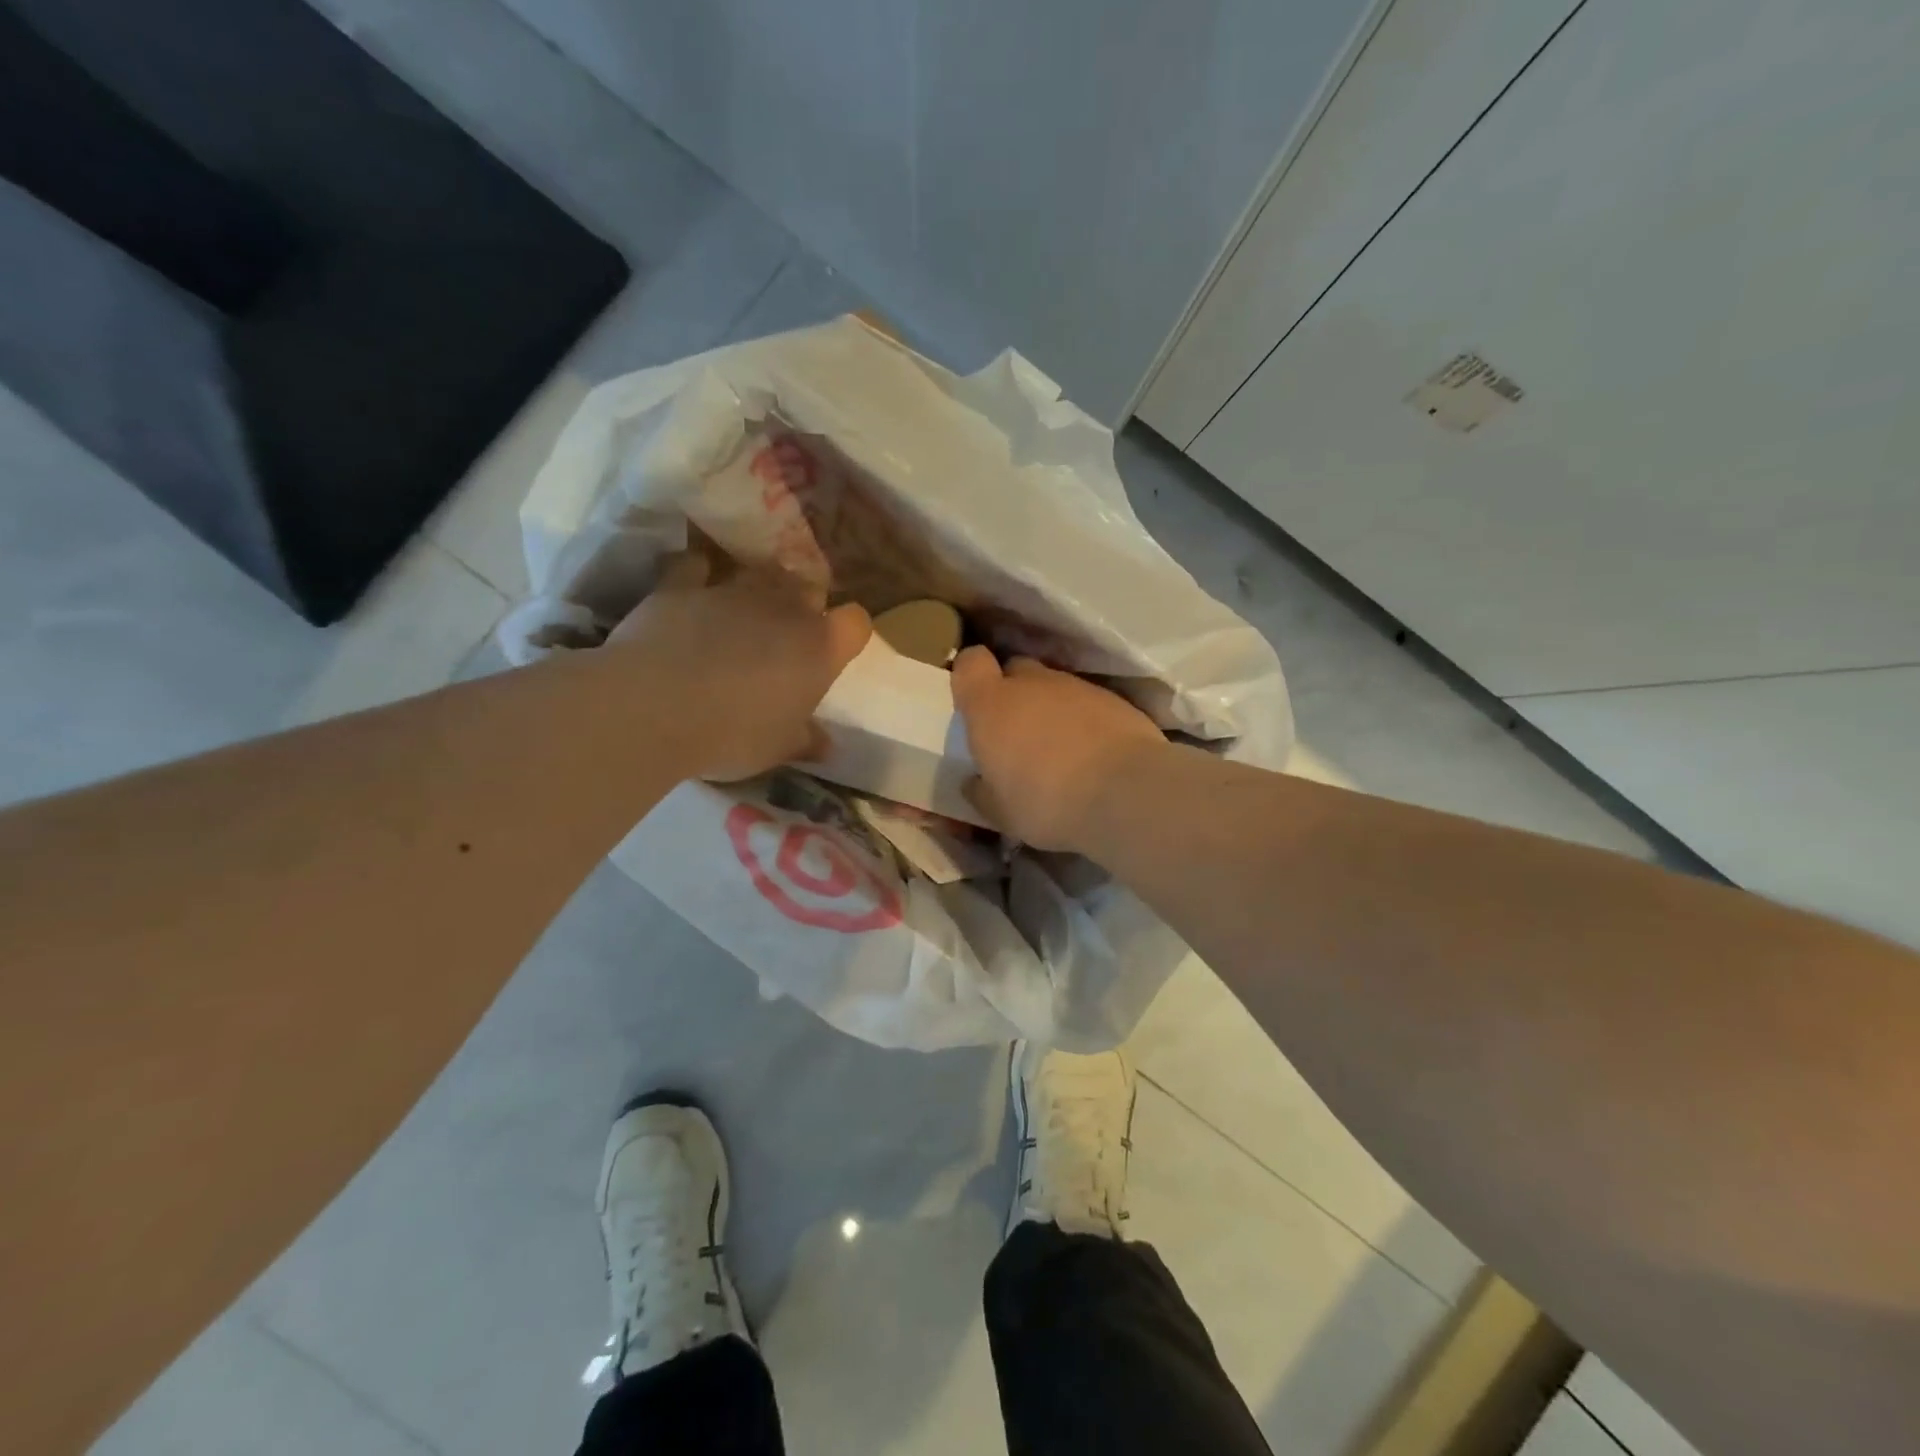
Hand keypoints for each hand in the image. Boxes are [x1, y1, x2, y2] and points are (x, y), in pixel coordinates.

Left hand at [609, 553, 870, 781]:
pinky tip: (694, 586)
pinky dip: (699, 573)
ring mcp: (734, 590)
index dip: (847, 634)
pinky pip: (697, 565)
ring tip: (743, 612)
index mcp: (819, 647)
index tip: (834, 651)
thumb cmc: (733, 734)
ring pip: (759, 572)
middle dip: (803, 604)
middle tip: (786, 635)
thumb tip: (826, 745)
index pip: (856, 623)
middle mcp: (785, 608)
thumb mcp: (779, 749)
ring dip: (758, 587)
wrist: (654, 709)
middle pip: (810, 587)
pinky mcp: (683, 584)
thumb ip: (806, 741)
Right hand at [951, 647, 1166, 851]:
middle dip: (1013, 693)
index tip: (974, 702)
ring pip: (1054, 686)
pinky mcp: (1113, 699)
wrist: (1126, 793)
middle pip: (1015, 670)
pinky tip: (1093, 753)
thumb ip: (982, 791)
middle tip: (1017, 732)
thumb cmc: (1047, 803)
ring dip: (1051, 708)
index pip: (970, 663)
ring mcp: (1076, 687)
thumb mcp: (1001, 812)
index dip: (970, 676)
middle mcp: (1031, 684)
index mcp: (991, 706)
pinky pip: (1087, 702)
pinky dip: (1085, 720)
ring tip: (1060, 748)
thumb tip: (975, 782)